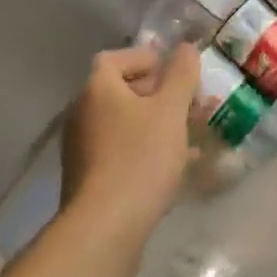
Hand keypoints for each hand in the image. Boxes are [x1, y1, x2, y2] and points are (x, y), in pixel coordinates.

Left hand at [60, 45, 198, 233]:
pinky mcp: (90, 178)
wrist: (105, 228)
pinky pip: (123, 151)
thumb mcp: (170, 110)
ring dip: (159, 123)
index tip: (176, 72)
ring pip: (127, 124)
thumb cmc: (140, 158)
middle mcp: (83, 113)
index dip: (147, 59)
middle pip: (123, 91)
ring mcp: (84, 148)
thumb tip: (186, 47)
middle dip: (162, 94)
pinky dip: (149, 149)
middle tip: (193, 103)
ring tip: (193, 133)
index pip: (116, 58)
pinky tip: (178, 164)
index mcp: (97, 89)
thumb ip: (181, 75)